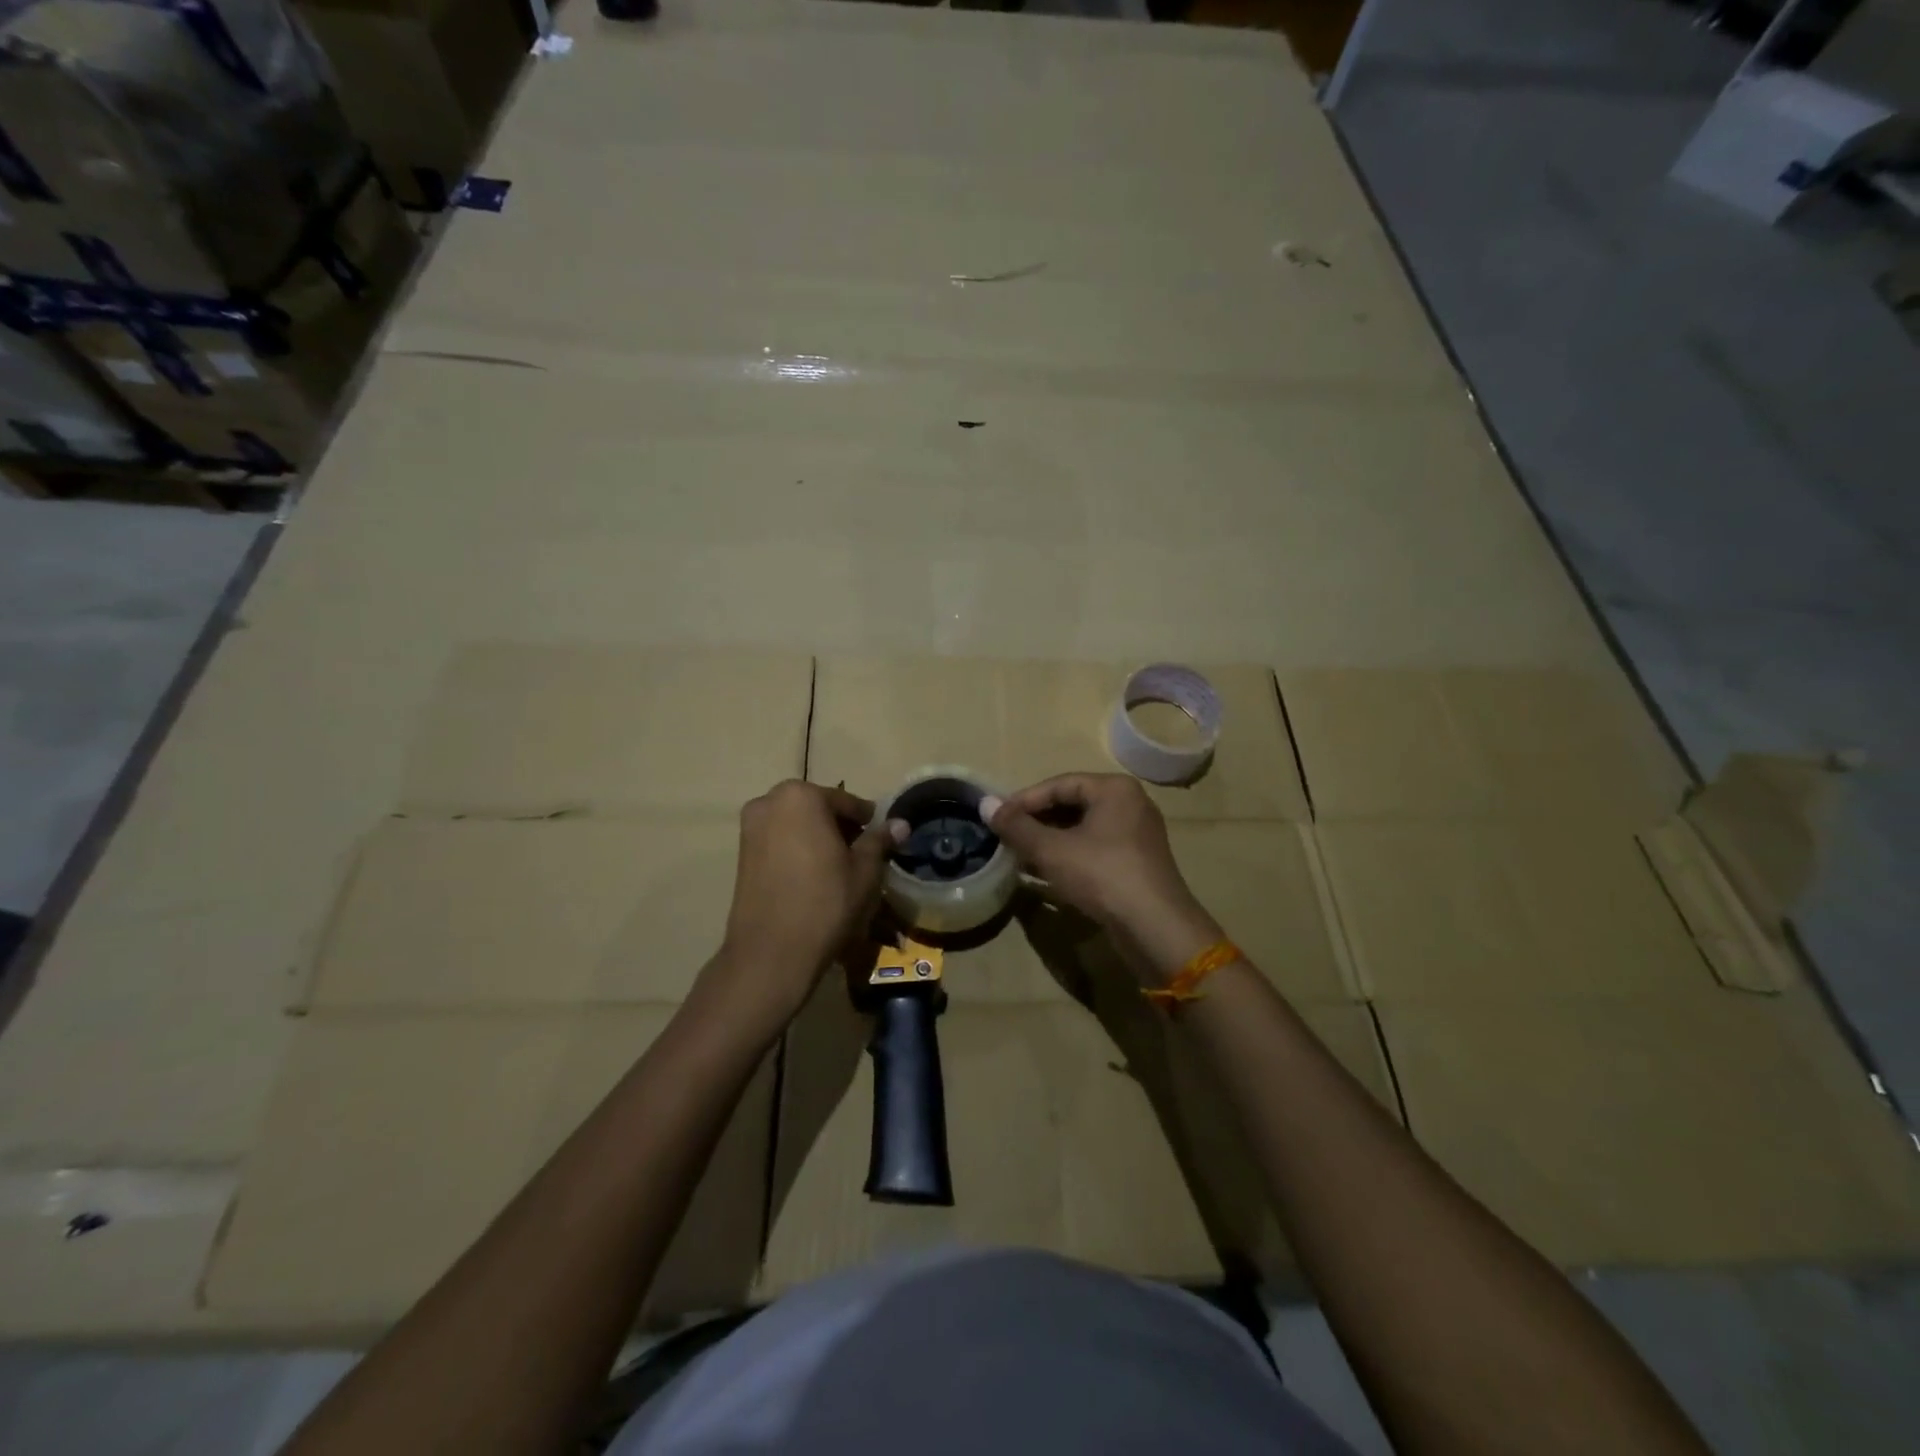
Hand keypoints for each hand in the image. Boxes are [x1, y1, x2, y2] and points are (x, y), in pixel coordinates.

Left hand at [706, 781, 892, 1031]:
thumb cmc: (826, 903)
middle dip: (840, 827)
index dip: (868, 822)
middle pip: (817, 808)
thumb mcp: (865, 870)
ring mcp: (749, 827)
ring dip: (817, 838)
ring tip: (838, 868)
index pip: (846, 802)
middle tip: (861, 855)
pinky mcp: (740, 853)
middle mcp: (769, 802)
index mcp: (801, 796)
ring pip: (796, 824)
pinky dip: (797, 850)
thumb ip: (880, 840)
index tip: (882, 840)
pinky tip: (812, 877)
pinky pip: (778, 841)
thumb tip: (901, 823)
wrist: (771, 953)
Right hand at [985, 774, 1222, 982]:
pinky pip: (1094, 850)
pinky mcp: (1136, 863)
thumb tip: (985, 804)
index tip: (996, 818)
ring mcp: (1136, 835)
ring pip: (1082, 830)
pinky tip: (1043, 874)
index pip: (1058, 784)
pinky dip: (1068, 857)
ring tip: (1017, 856)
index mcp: (1114, 789)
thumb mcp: (1051, 849)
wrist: (1154, 927)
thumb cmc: (1102, 875)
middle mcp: (1129, 804)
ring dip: (1048, 842)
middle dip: (1035, 822)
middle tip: (1005, 838)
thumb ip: (1016, 826)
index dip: (1023, 800)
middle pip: (1071, 805)